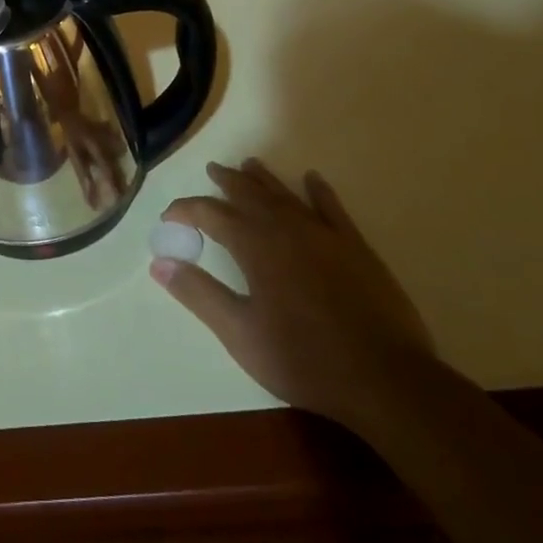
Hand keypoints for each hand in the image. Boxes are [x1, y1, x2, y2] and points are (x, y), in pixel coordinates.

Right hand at [155, 160, 433, 429]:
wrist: (384, 378)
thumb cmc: (303, 359)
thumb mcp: (240, 334)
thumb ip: (199, 294)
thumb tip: (158, 263)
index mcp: (255, 246)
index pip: (211, 215)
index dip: (186, 210)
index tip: (169, 217)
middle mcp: (286, 229)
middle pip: (249, 194)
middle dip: (227, 182)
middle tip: (212, 169)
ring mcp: (323, 235)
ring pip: (286, 195)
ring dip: (264, 179)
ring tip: (249, 164)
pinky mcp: (355, 247)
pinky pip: (332, 208)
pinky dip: (319, 192)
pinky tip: (313, 179)